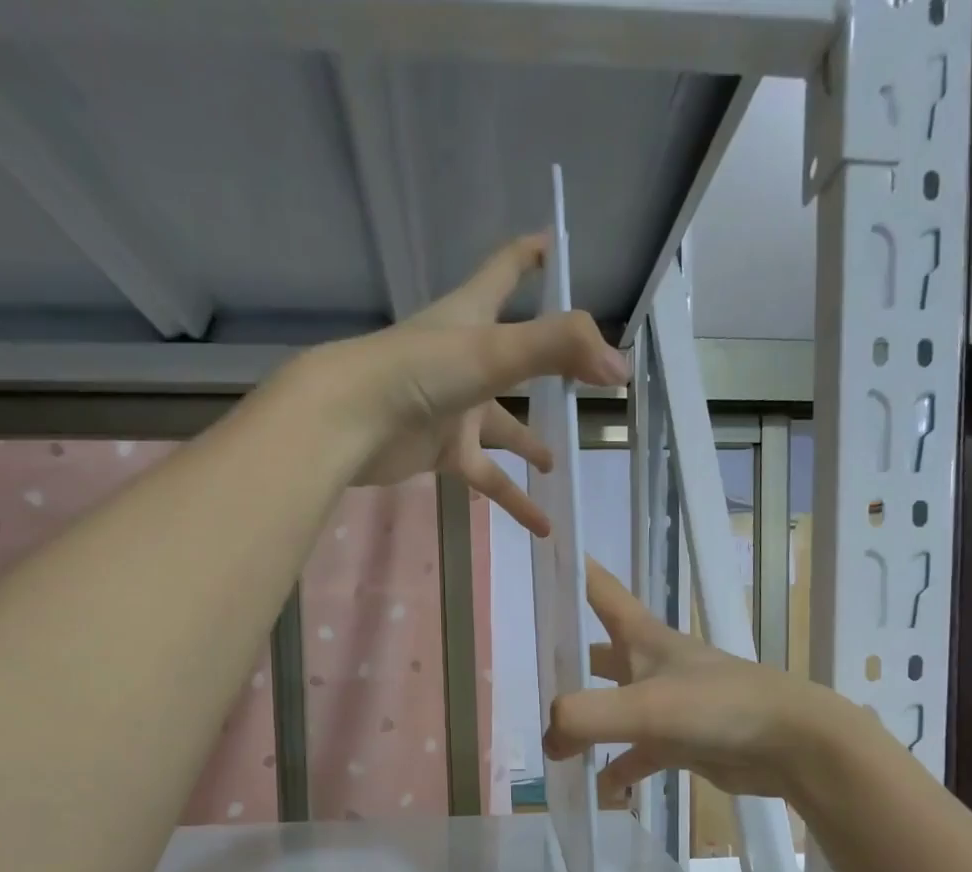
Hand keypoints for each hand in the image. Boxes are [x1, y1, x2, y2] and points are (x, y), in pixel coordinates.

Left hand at [295, 234, 629, 533]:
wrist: (351, 422)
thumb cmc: (419, 371)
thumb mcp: (495, 351)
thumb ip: (560, 351)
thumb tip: (620, 368)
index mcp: (473, 316)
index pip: (507, 270)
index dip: (532, 255)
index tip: (556, 246)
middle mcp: (466, 358)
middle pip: (517, 357)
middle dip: (550, 368)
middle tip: (588, 385)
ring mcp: (454, 407)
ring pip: (504, 427)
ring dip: (530, 444)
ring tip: (558, 466)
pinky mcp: (443, 450)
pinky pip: (489, 476)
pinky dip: (514, 500)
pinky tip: (543, 525)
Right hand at [544, 561, 842, 804]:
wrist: (790, 744)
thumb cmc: (717, 707)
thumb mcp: (643, 706)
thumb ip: (584, 717)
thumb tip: (549, 740)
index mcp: (644, 639)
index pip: (602, 590)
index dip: (575, 570)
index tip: (546, 547)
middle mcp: (654, 665)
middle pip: (602, 653)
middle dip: (569, 660)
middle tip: (532, 670)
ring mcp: (668, 705)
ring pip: (615, 708)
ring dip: (588, 725)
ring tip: (553, 746)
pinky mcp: (682, 742)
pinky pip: (638, 755)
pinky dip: (619, 771)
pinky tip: (602, 792)